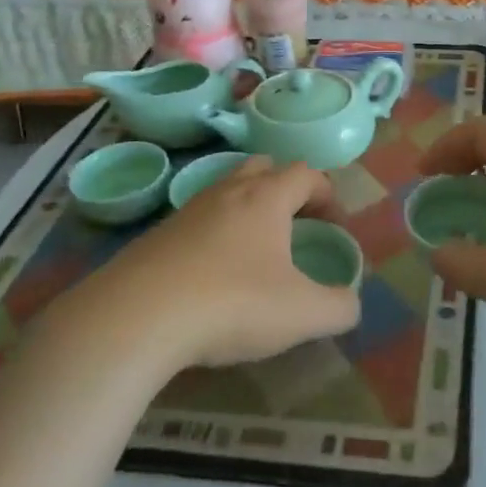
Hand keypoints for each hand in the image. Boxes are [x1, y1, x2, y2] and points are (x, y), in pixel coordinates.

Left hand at [71, 157, 361, 368]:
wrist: (135, 319)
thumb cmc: (232, 304)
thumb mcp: (302, 314)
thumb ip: (339, 307)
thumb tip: (350, 304)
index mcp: (266, 198)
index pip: (306, 173)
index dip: (328, 194)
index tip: (335, 226)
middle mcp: (227, 192)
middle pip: (263, 167)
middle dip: (286, 189)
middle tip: (296, 224)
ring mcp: (186, 211)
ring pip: (226, 192)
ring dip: (248, 210)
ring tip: (256, 251)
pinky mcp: (156, 236)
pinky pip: (197, 221)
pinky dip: (215, 236)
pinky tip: (213, 276)